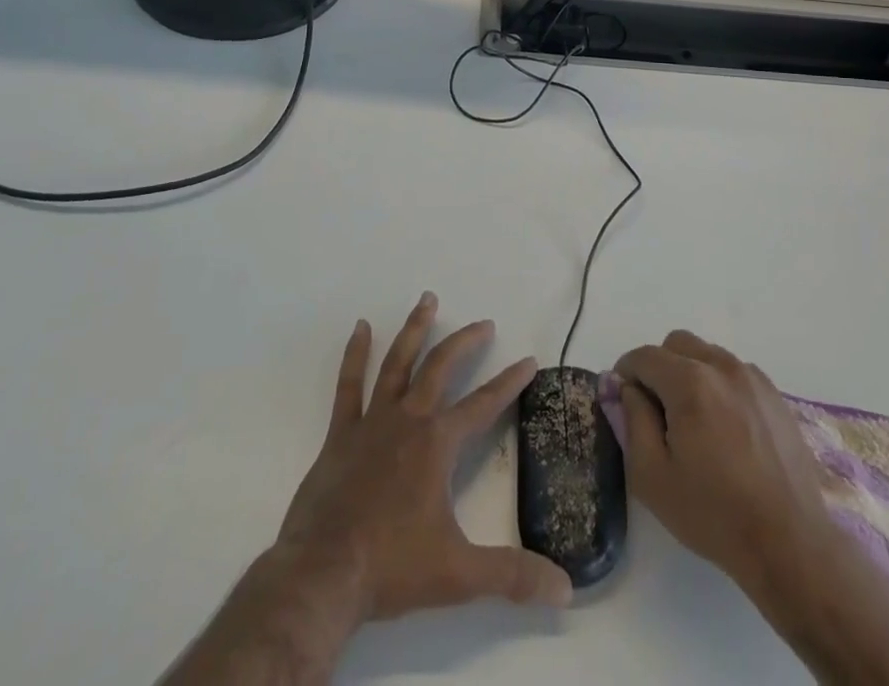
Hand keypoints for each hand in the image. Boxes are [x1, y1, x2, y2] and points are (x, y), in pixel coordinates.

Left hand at [277, 293, 573, 619]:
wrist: (322, 576)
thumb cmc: (392, 567)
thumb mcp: (459, 574)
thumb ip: (513, 576)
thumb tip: (565, 590)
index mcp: (438, 443)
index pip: (484, 404)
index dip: (509, 382)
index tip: (529, 360)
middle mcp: (409, 419)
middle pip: (441, 367)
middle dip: (466, 341)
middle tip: (484, 322)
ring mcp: (372, 421)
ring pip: (397, 362)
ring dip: (415, 329)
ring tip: (427, 299)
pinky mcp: (341, 433)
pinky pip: (349, 385)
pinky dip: (356, 354)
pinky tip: (361, 327)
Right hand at [614, 330, 837, 598]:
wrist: (789, 543)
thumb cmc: (713, 514)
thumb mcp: (652, 476)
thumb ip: (631, 420)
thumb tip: (625, 387)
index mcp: (690, 383)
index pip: (644, 356)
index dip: (626, 374)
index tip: (623, 400)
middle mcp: (721, 366)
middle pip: (676, 344)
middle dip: (658, 368)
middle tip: (658, 411)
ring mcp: (752, 377)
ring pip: (706, 354)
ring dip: (690, 373)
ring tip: (694, 422)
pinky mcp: (774, 393)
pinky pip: (733, 371)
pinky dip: (718, 384)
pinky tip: (724, 427)